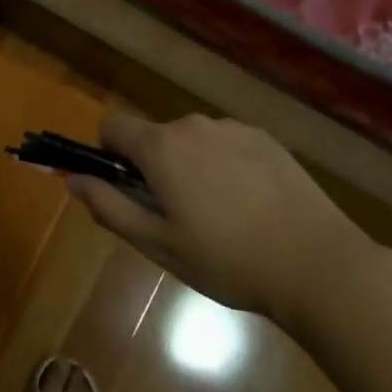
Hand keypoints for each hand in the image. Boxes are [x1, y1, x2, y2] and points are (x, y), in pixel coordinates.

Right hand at [68, 110, 372, 334]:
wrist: (318, 265)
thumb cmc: (228, 261)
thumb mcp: (159, 244)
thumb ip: (109, 207)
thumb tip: (72, 179)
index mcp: (160, 148)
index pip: (112, 126)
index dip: (109, 154)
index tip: (127, 189)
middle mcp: (192, 125)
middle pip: (154, 136)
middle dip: (154, 166)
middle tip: (177, 216)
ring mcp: (232, 128)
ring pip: (192, 140)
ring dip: (191, 165)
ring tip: (220, 215)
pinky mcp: (265, 138)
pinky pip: (226, 143)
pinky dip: (225, 165)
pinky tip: (251, 205)